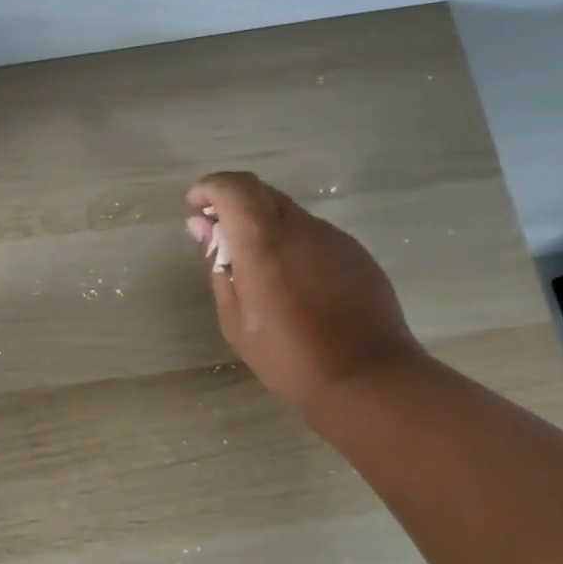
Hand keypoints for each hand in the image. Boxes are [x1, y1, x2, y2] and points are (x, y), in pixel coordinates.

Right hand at [188, 172, 423, 411]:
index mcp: (264, 243)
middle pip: (262, 192)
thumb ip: (218, 264)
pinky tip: (288, 278)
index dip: (211, 187)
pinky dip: (289, 239)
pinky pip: (312, 233)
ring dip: (262, 222)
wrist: (366, 376)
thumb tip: (202, 226)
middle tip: (216, 232)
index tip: (196, 205)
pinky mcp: (354, 253)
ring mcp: (333, 238)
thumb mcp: (235, 317)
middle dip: (233, 201)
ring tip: (252, 262)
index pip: (234, 188)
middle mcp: (300, 228)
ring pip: (289, 212)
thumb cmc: (287, 354)